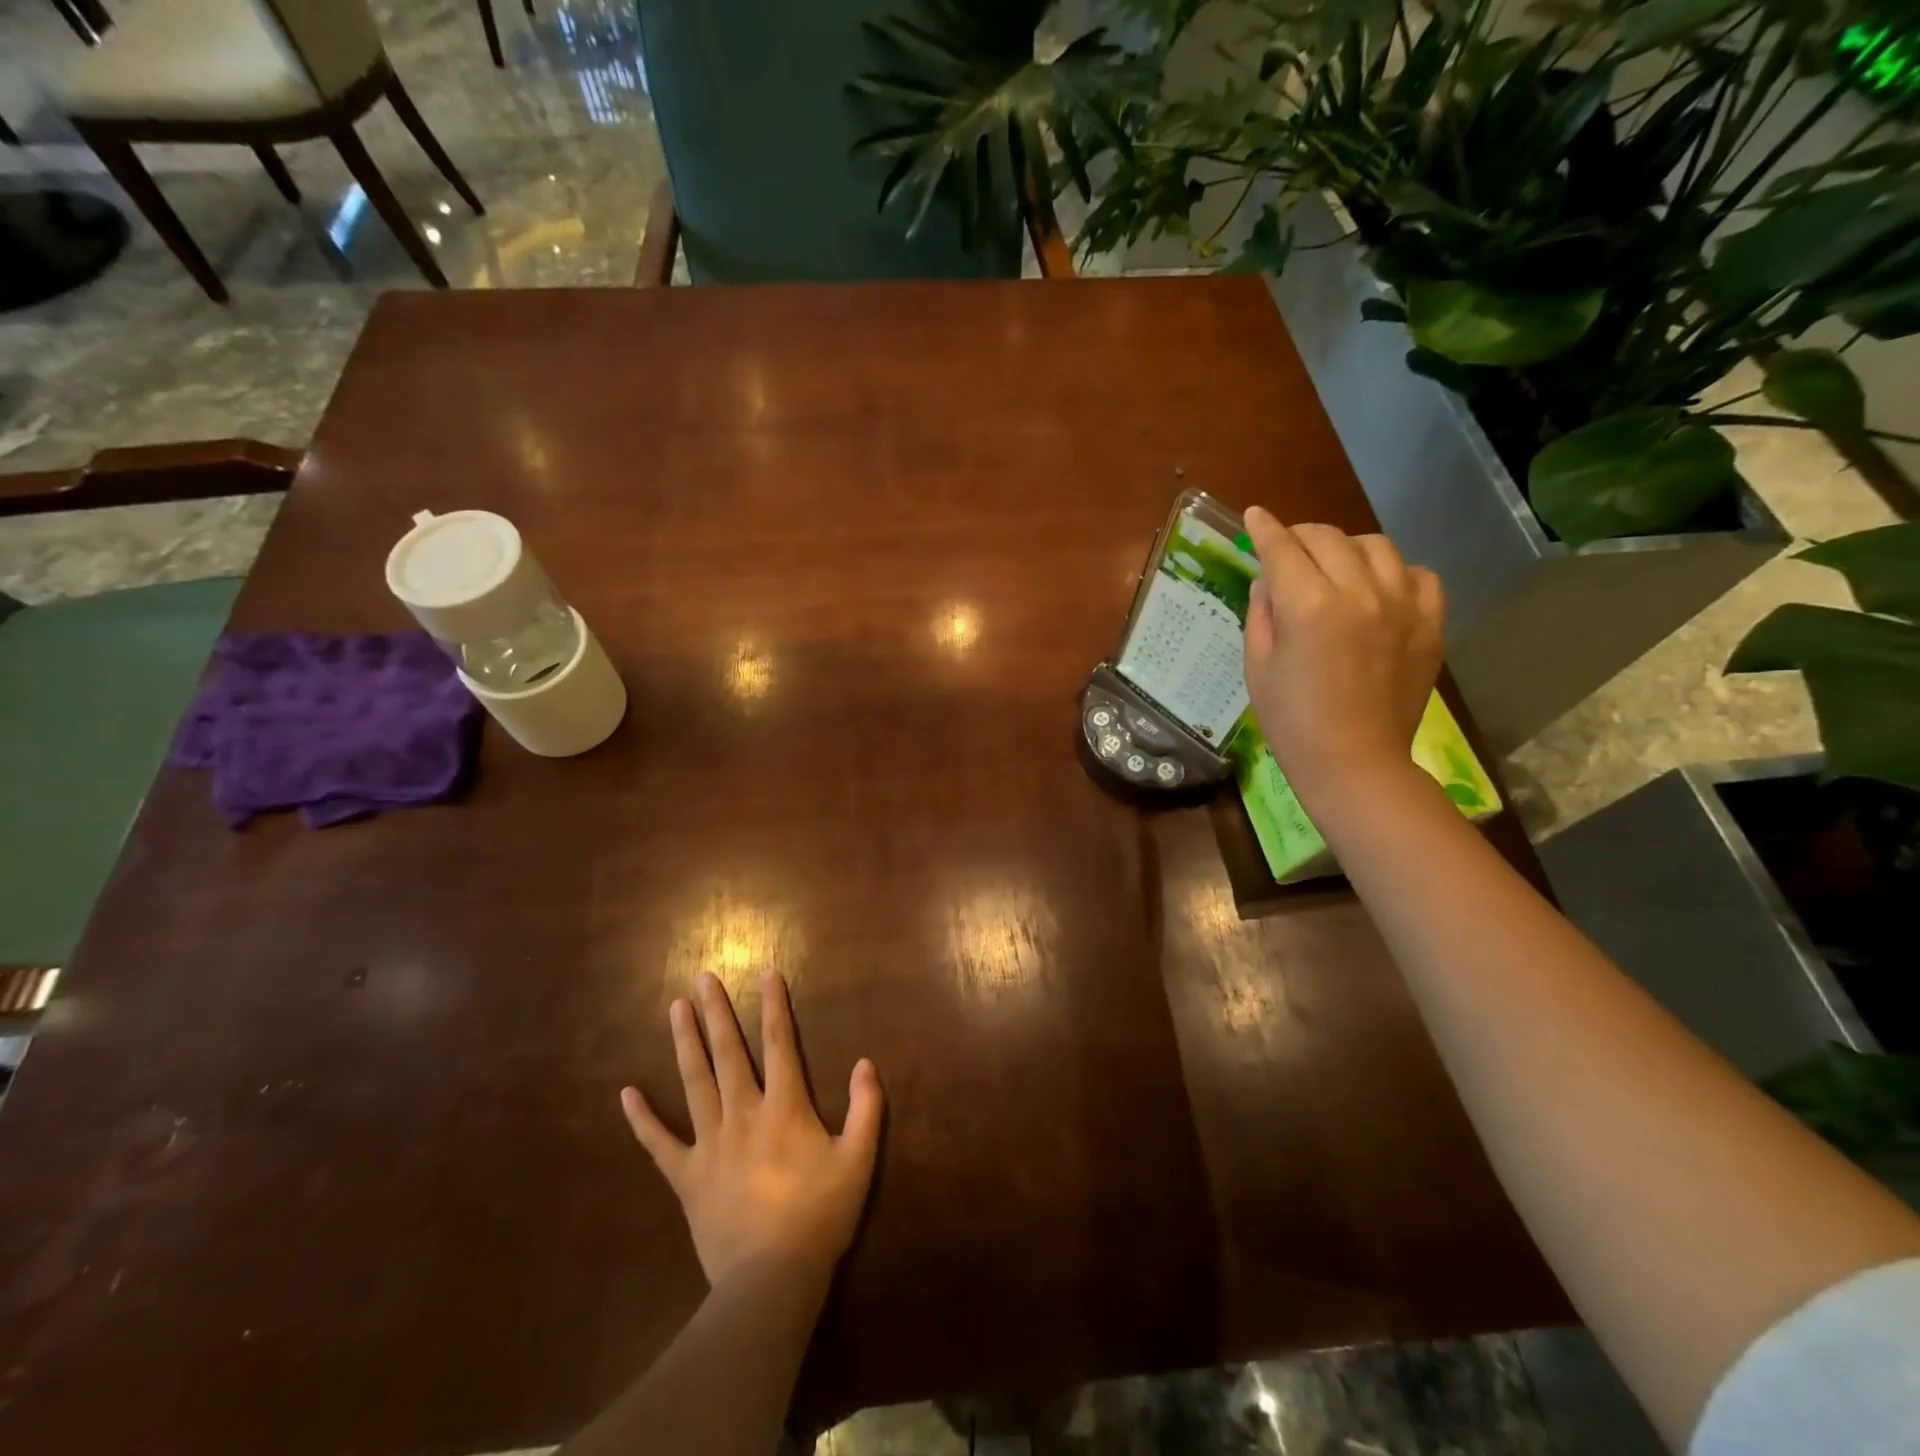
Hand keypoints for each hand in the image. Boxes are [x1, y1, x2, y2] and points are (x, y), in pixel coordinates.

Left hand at [621, 972, 883, 1289]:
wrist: (770, 1280)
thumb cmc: (819, 1216)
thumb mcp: (858, 1160)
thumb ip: (866, 1108)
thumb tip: (865, 1062)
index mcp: (784, 1107)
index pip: (779, 1043)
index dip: (775, 1005)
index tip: (767, 972)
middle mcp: (743, 1113)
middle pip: (728, 1052)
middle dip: (717, 1012)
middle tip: (704, 977)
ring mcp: (709, 1143)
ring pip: (694, 1082)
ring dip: (685, 1042)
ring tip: (675, 1008)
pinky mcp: (686, 1176)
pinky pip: (659, 1144)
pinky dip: (642, 1119)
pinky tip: (626, 1094)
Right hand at [1241, 507, 1444, 788]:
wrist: (1354, 761)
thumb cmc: (1291, 720)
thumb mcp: (1258, 665)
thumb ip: (1261, 613)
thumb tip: (1269, 580)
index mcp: (1308, 606)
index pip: (1282, 549)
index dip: (1264, 529)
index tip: (1254, 515)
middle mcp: (1359, 593)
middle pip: (1328, 538)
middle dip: (1300, 535)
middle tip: (1286, 548)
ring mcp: (1402, 605)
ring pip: (1375, 546)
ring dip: (1346, 547)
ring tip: (1333, 565)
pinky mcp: (1430, 623)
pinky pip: (1417, 574)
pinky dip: (1393, 572)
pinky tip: (1377, 589)